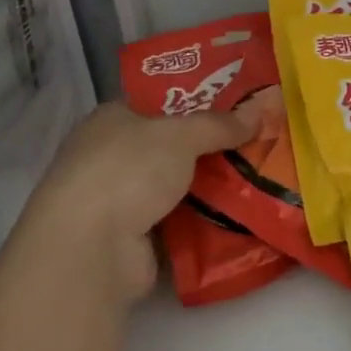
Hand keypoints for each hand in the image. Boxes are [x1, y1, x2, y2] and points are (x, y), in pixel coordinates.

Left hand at [18, 100, 255, 301]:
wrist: (90, 249)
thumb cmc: (128, 171)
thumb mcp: (182, 135)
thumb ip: (220, 124)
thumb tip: (260, 110)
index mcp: (111, 120)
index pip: (157, 104)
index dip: (195, 102)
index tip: (236, 105)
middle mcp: (110, 157)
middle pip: (170, 146)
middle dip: (210, 147)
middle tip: (256, 141)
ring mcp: (118, 200)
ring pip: (176, 185)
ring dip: (209, 185)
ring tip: (259, 176)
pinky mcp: (130, 238)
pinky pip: (177, 220)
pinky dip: (202, 219)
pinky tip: (239, 213)